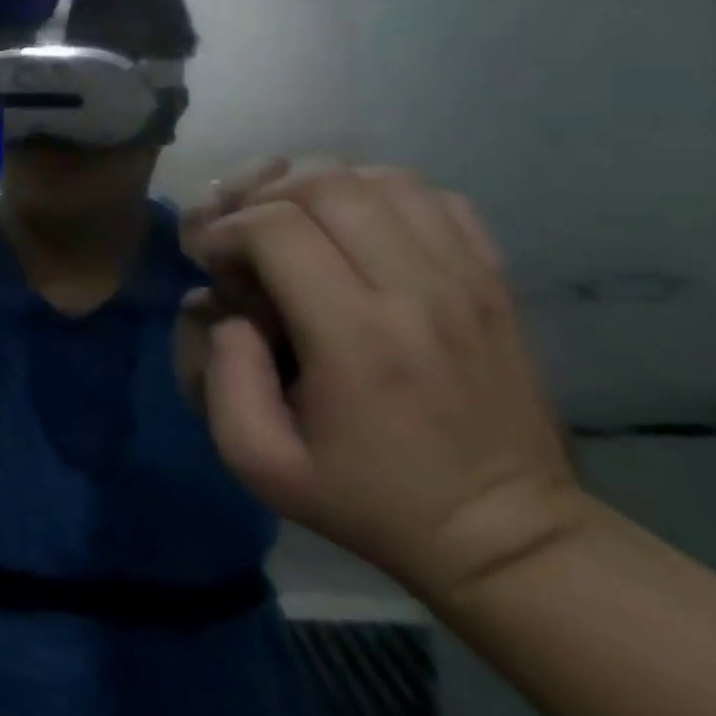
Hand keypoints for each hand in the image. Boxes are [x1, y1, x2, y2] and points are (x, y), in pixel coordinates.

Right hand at [182, 164, 587, 605]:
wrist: (505, 536)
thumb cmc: (366, 498)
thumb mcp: (258, 461)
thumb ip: (218, 376)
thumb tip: (224, 308)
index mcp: (356, 337)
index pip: (276, 227)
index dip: (224, 229)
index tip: (209, 259)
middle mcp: (416, 291)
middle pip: (325, 185)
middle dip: (262, 195)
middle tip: (241, 231)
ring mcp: (465, 280)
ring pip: (379, 178)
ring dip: (316, 187)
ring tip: (291, 222)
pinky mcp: (493, 280)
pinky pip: (431, 196)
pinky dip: (377, 193)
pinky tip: (352, 227)